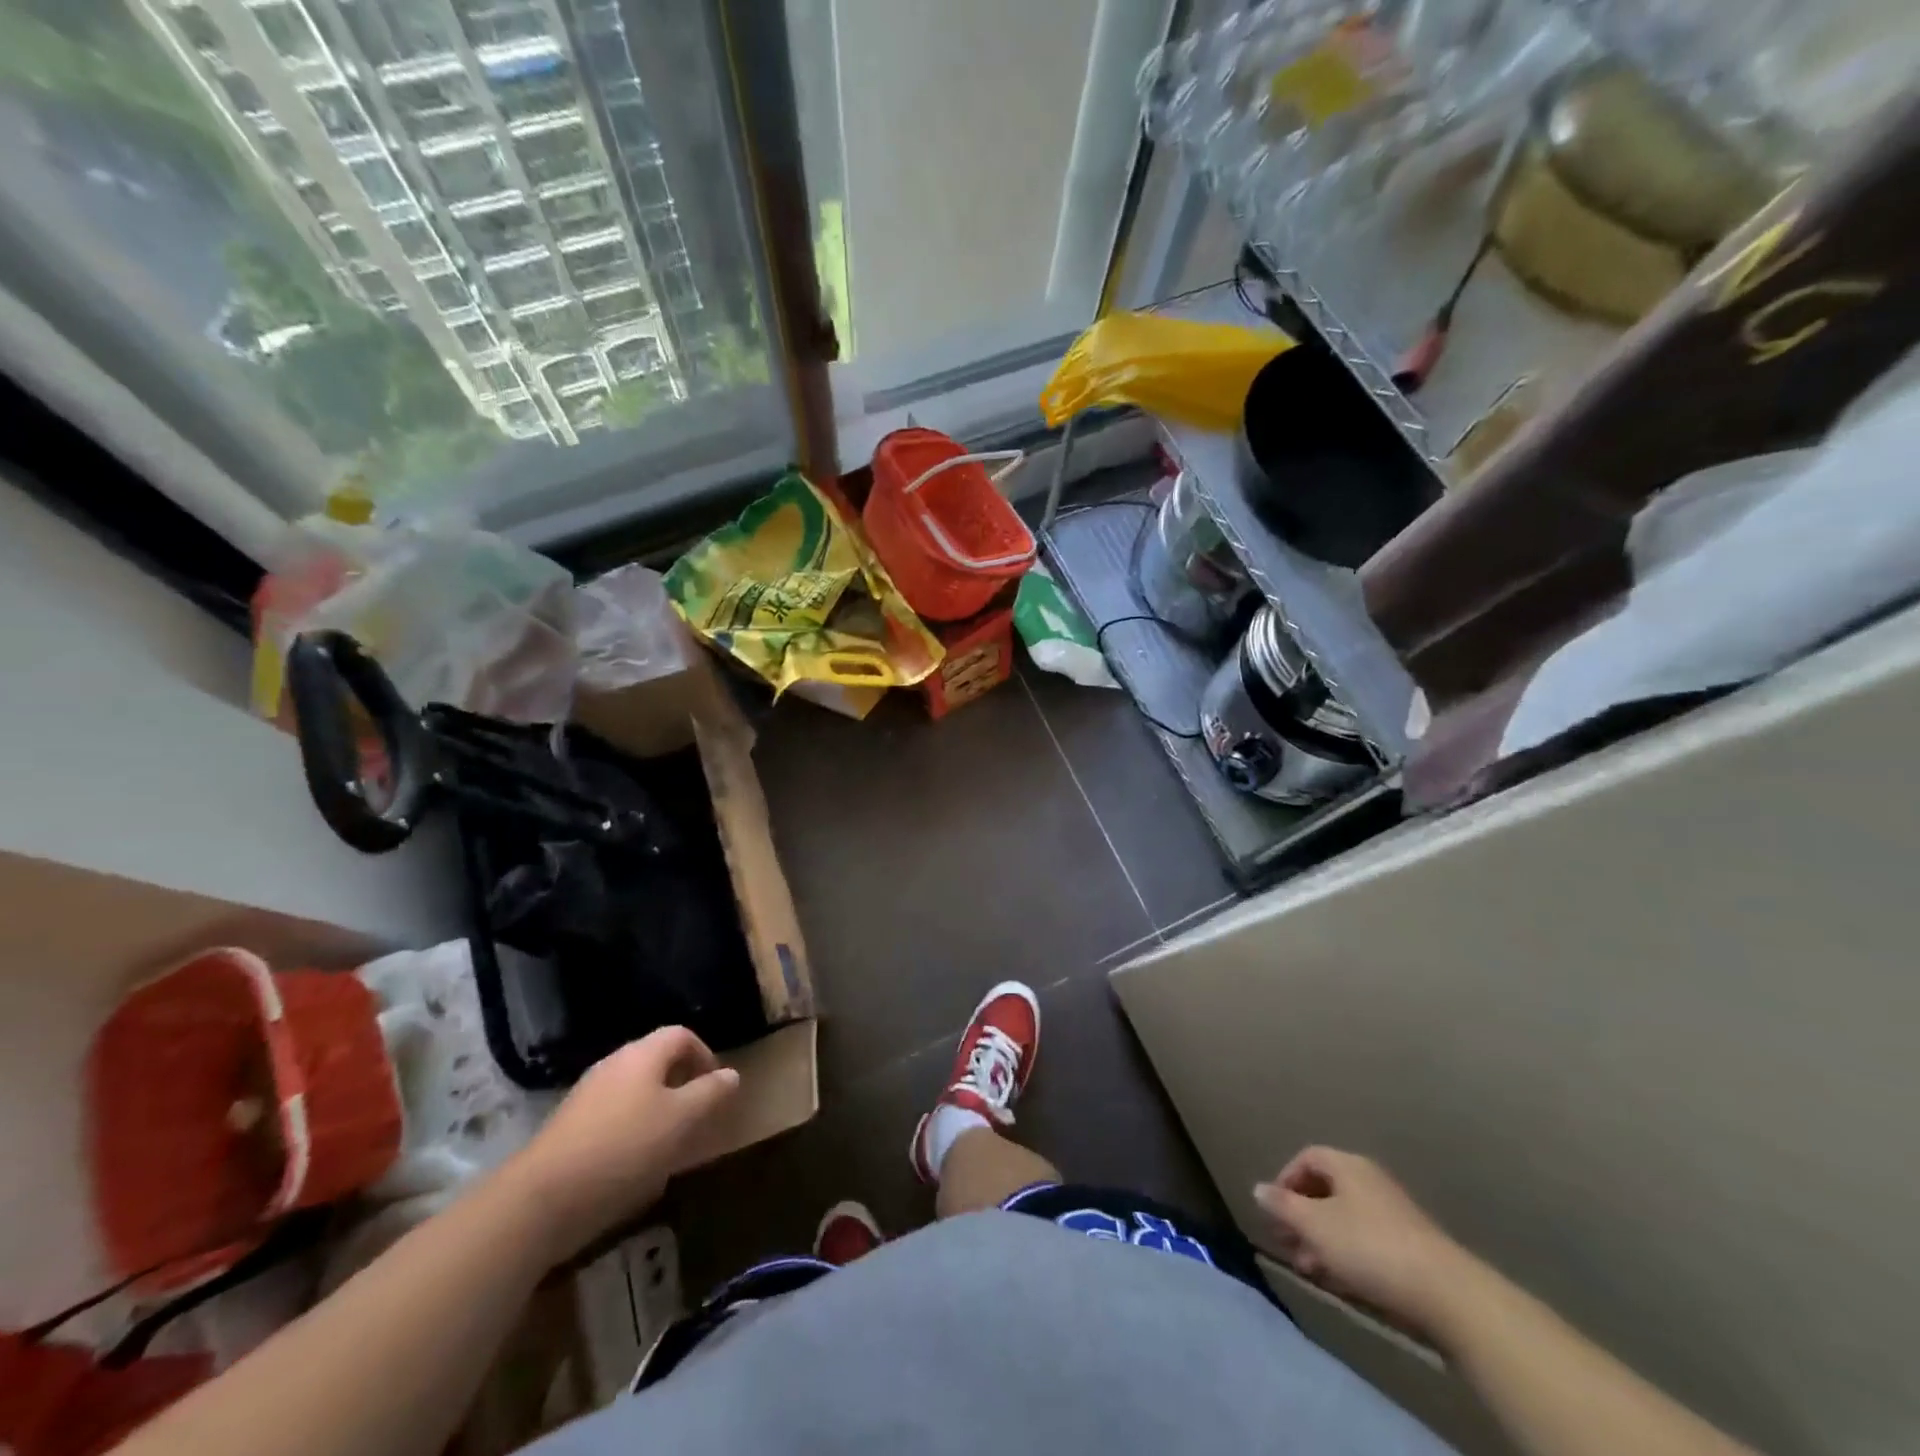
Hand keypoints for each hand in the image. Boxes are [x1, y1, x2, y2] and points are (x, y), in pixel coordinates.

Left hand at [507, 1027, 739, 1261]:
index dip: (705, 1055)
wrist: (541, 1200)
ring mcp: (586, 1096)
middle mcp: (613, 1065)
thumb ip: (710, 1094)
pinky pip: (612, 1118)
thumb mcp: (682, 1120)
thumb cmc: (624, 1149)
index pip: (682, 1035)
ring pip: (634, 1091)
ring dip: (658, 1111)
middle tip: (698, 1117)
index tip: (717, 1089)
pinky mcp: (568, 1129)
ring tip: (670, 1145)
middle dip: (682, 1085)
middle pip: (657, 1061)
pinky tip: (634, 1166)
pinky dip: (631, 1132)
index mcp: (642, 1054)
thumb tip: (731, 1074)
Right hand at [1254, 1146, 1476, 1337]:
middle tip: (1286, 1241)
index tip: (1274, 1208)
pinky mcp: (1410, 1247)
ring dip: (1320, 1239)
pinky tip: (1338, 1279)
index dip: (1285, 1179)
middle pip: (1326, 1189)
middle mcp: (1370, 1181)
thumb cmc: (1369, 1246)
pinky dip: (1345, 1254)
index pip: (1307, 1158)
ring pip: (1345, 1218)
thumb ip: (1282, 1205)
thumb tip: (1258, 1189)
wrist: (1446, 1294)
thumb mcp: (1314, 1225)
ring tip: (1307, 1267)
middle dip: (1301, 1214)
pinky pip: (1366, 1240)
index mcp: (1347, 1165)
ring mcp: (1393, 1213)